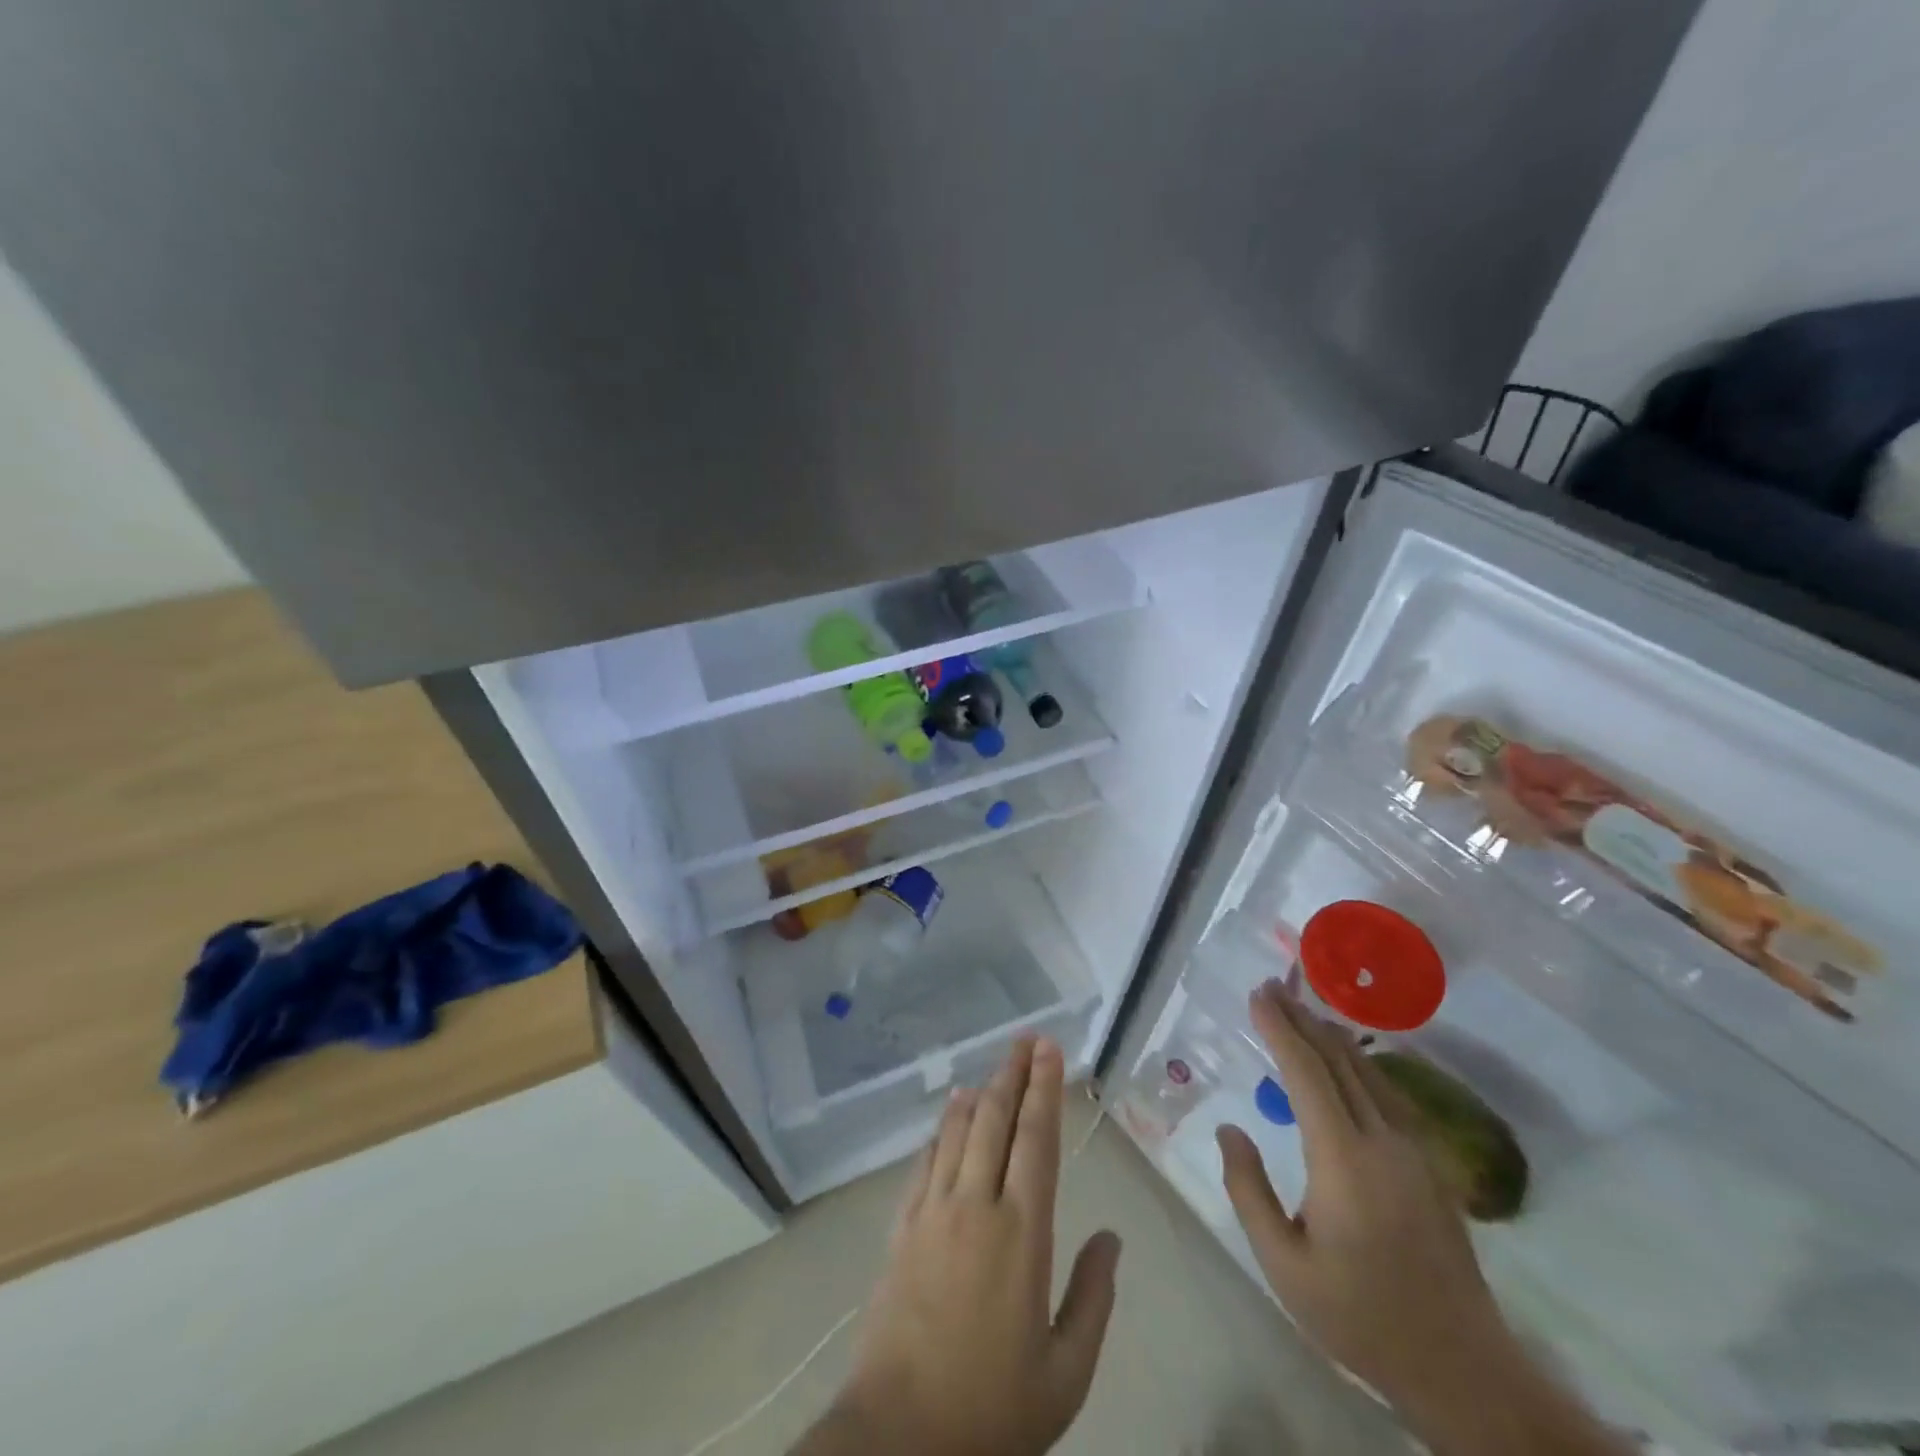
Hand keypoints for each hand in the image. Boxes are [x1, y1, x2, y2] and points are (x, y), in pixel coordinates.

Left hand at [799, 1037, 1121, 1455]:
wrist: (900, 1437)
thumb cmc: (992, 1409)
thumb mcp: (1065, 1373)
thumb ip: (1093, 1298)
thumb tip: (1111, 1238)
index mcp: (1022, 1232)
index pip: (1036, 1139)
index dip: (1044, 1089)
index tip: (1050, 1051)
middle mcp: (976, 1205)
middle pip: (995, 1120)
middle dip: (1013, 1074)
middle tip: (1026, 1041)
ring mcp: (933, 1211)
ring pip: (958, 1131)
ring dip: (978, 1093)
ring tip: (993, 1068)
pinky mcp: (902, 1226)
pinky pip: (925, 1160)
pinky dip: (941, 1129)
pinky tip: (950, 1115)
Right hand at [1215, 982, 1510, 1415]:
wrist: (1461, 1367)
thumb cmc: (1359, 1316)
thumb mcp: (1283, 1264)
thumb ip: (1248, 1189)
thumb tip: (1230, 1129)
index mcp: (1343, 1160)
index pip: (1307, 1074)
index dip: (1280, 1030)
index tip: (1257, 996)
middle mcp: (1382, 1141)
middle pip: (1339, 1062)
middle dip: (1302, 1020)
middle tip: (1272, 988)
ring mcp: (1415, 1151)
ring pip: (1369, 1073)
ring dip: (1331, 1037)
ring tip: (1302, 1011)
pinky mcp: (1432, 1165)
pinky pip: (1389, 1094)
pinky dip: (1360, 1064)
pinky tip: (1350, 1060)